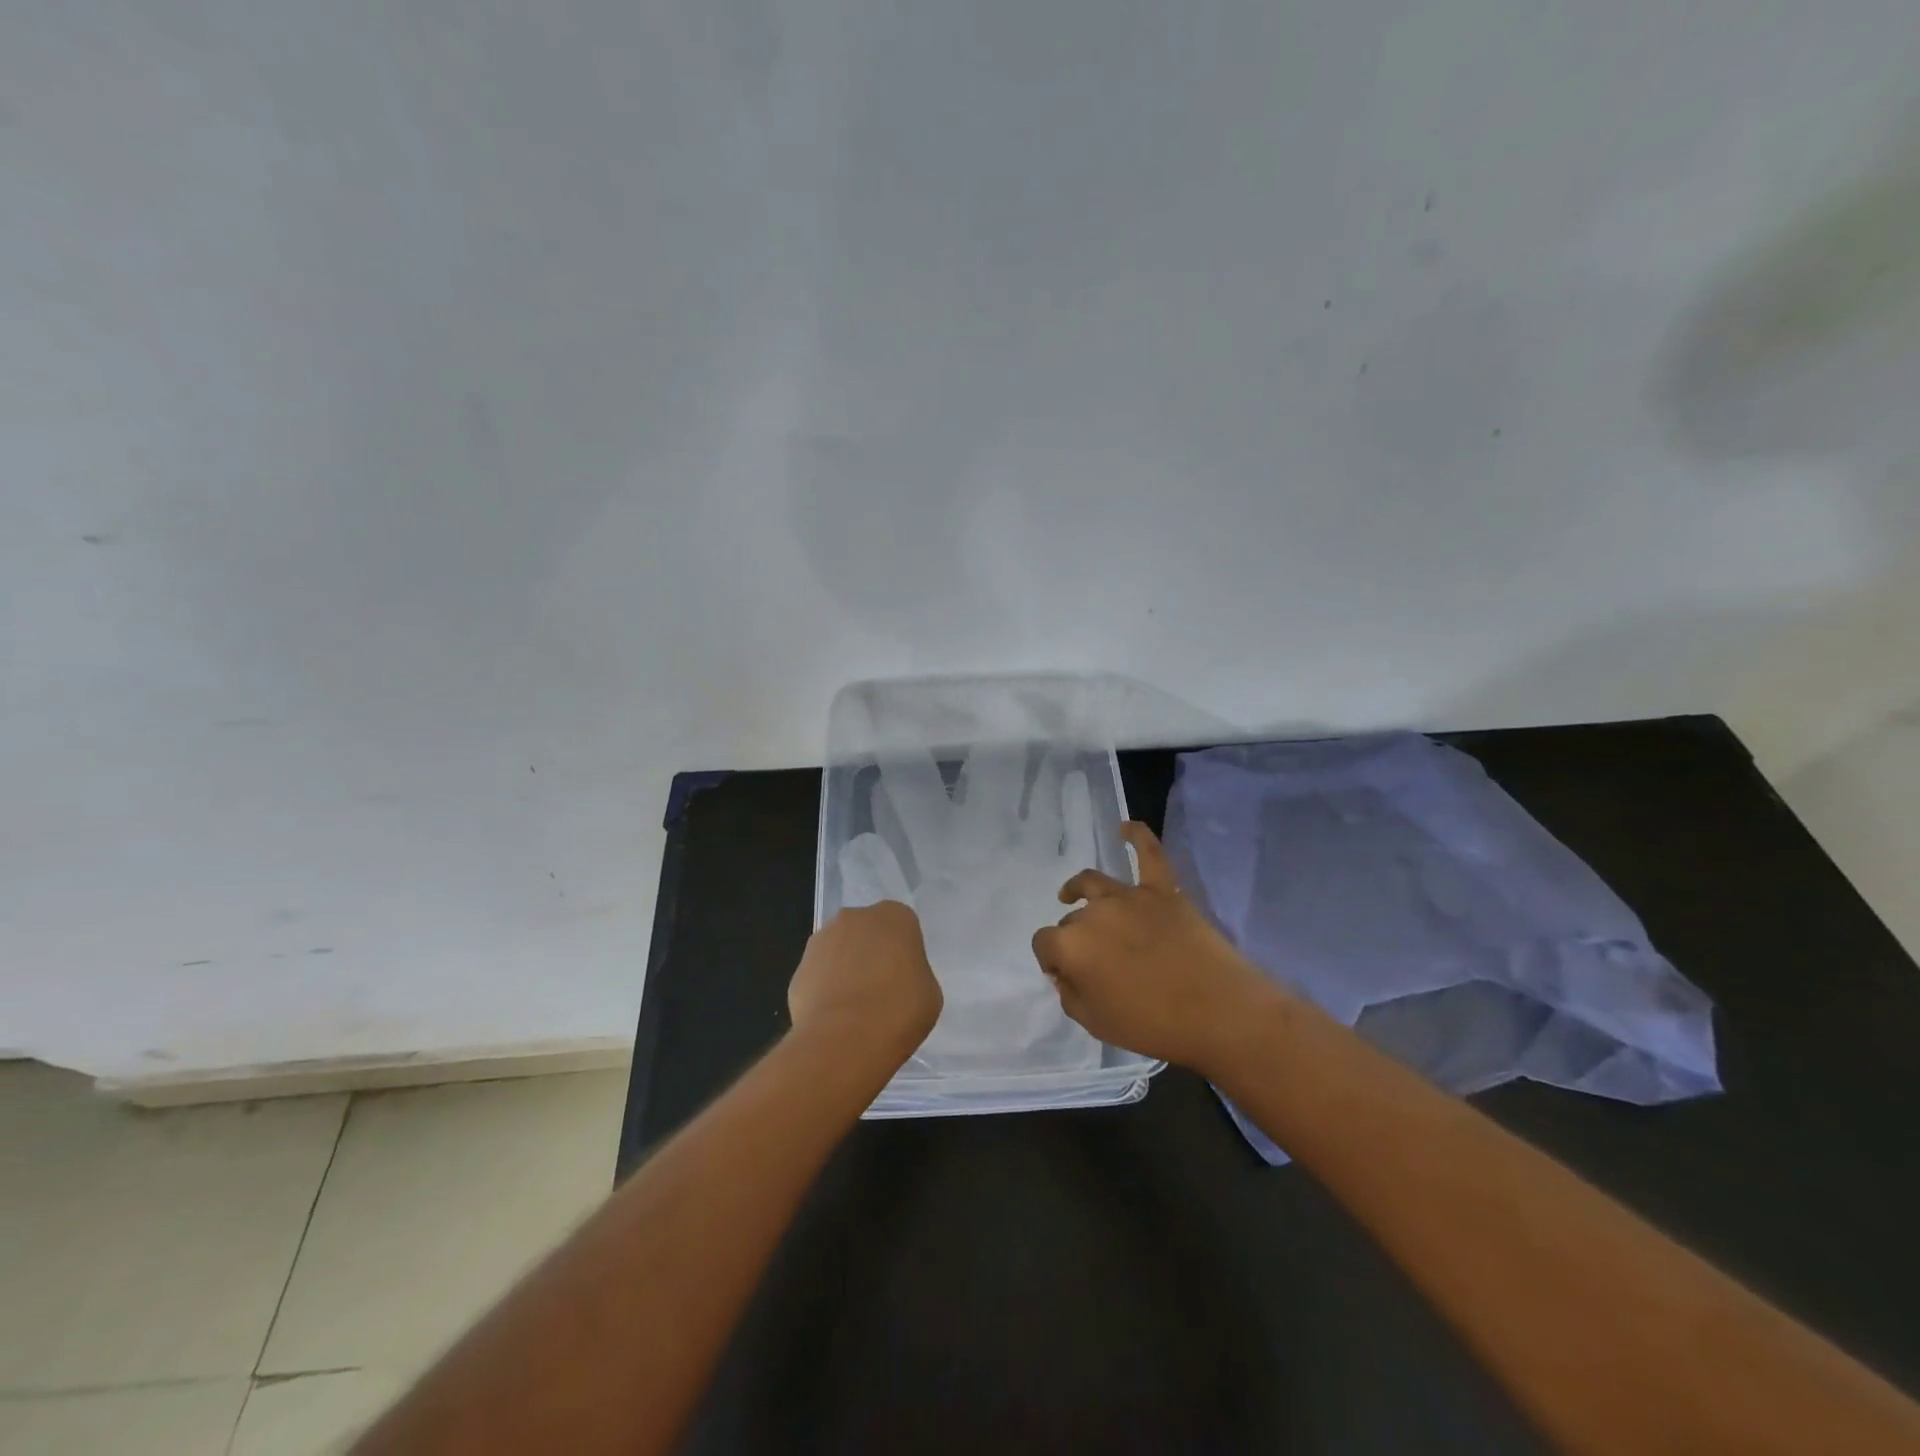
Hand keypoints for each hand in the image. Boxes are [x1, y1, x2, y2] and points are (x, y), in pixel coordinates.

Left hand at [788, 901, 942, 1066]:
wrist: (844, 1039)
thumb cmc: (899, 1010)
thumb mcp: (929, 992)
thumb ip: (914, 973)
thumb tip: (898, 979)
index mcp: (894, 916)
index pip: (903, 925)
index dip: (904, 952)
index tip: (906, 977)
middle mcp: (855, 917)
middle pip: (867, 932)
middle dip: (871, 954)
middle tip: (882, 990)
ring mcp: (821, 940)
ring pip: (839, 950)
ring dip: (845, 970)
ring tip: (855, 1009)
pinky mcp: (798, 968)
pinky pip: (819, 976)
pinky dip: (825, 991)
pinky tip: (834, 1019)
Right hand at [1031, 822, 1278, 1073]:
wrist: (1218, 1012)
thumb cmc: (1153, 1025)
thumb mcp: (1095, 1023)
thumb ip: (1070, 994)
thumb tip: (1065, 972)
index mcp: (1071, 945)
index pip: (1044, 944)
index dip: (1051, 960)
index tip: (1065, 976)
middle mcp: (1092, 912)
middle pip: (1072, 920)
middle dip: (1074, 939)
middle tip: (1094, 964)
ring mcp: (1129, 896)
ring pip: (1093, 883)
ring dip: (1078, 889)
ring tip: (1072, 895)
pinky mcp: (1162, 890)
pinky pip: (1149, 854)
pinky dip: (1138, 836)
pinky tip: (1126, 827)